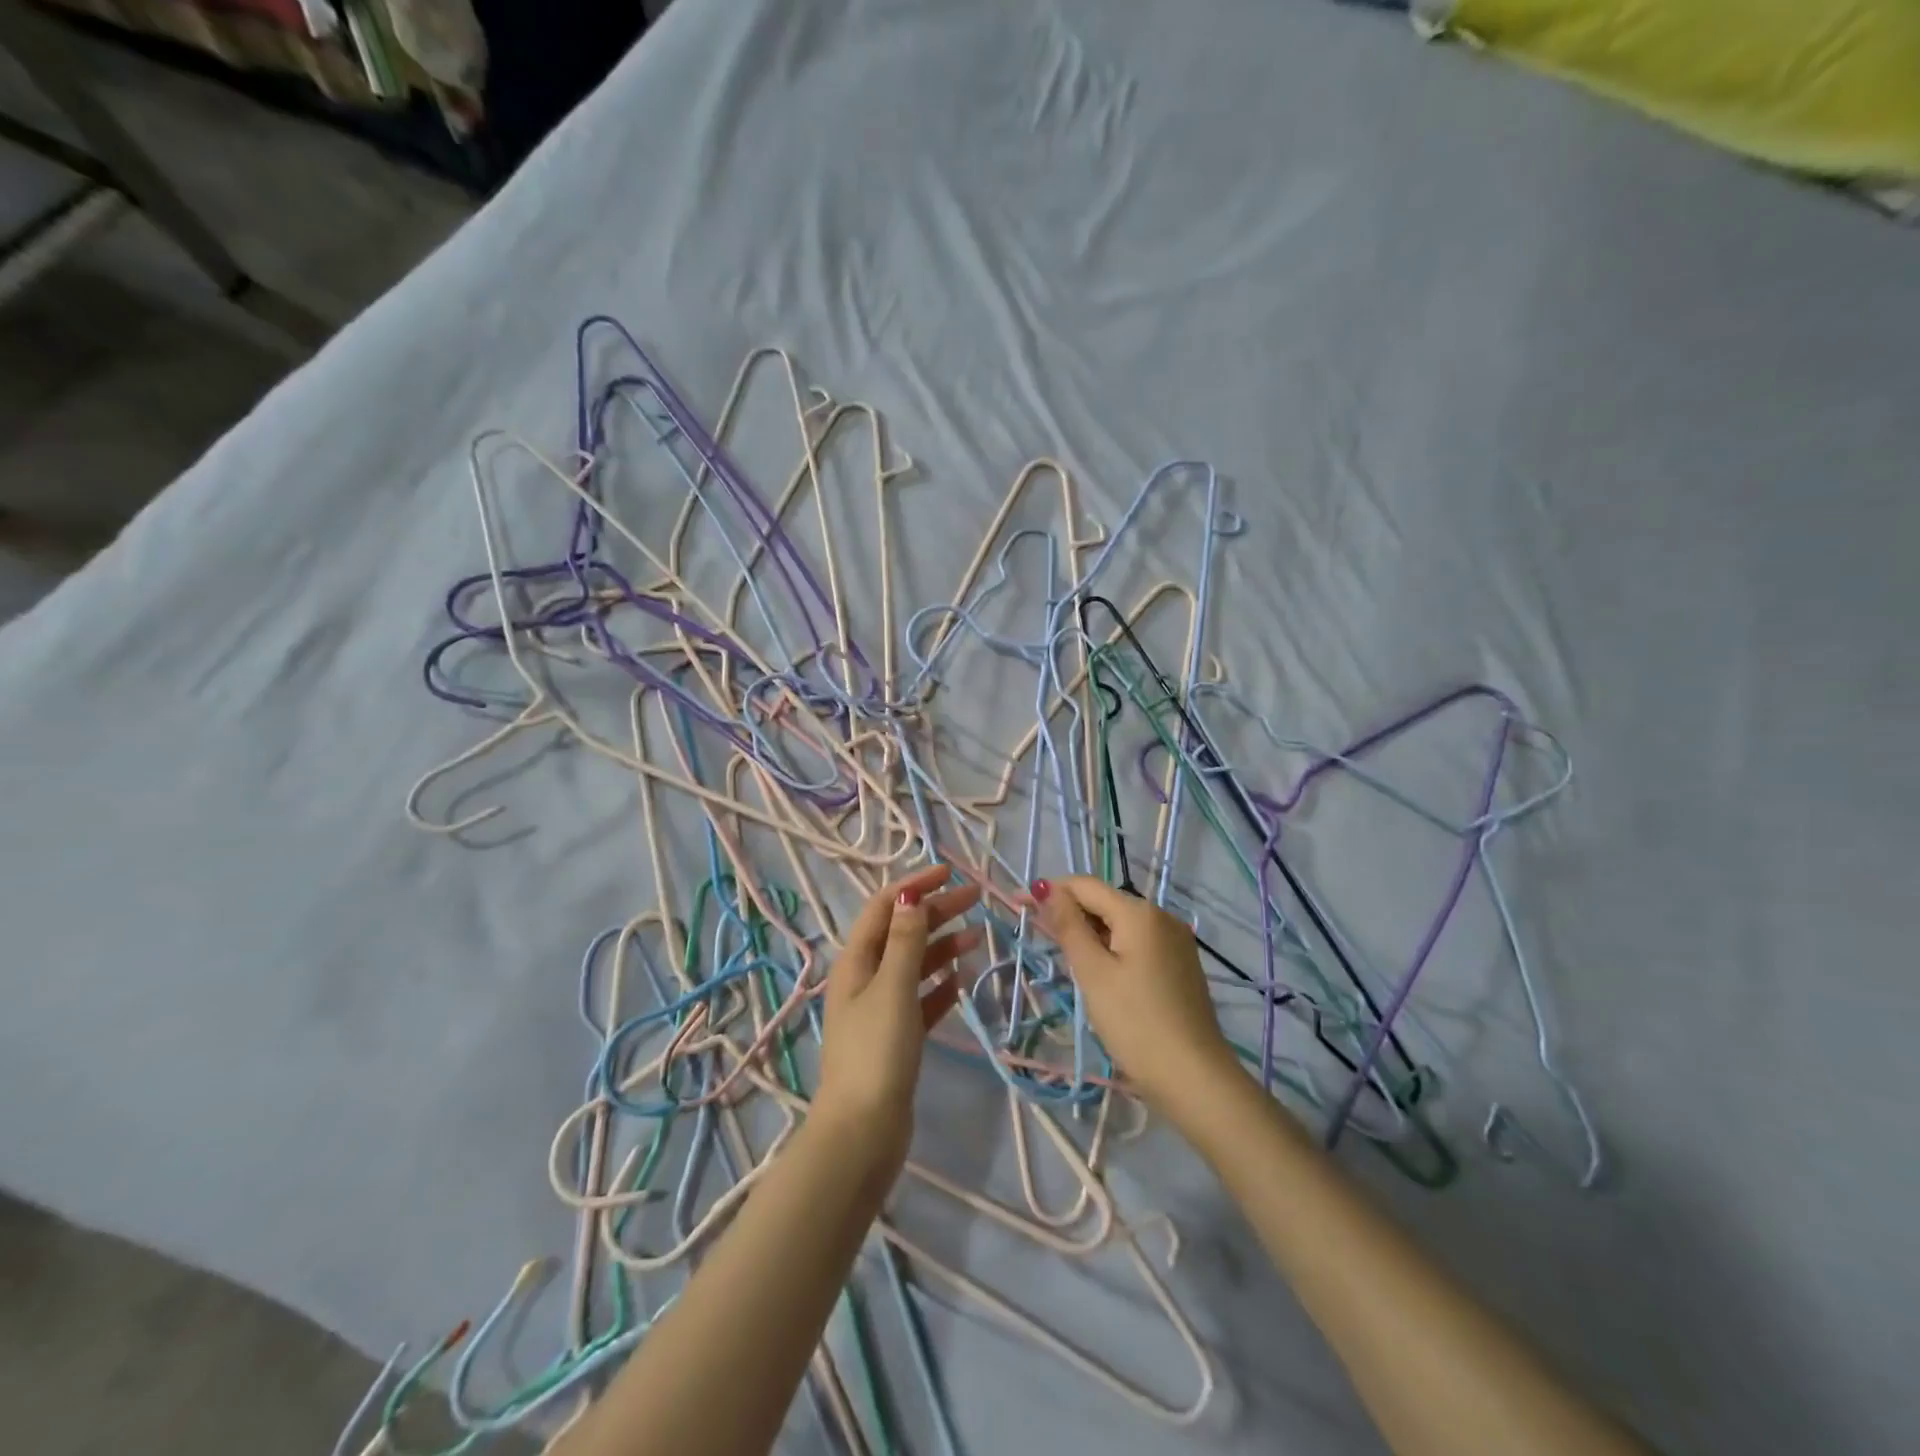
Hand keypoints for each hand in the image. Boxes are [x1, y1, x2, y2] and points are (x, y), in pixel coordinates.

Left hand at [814, 864, 982, 1169]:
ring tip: (978, 936)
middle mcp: (865, 978)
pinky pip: (921, 998)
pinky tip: (962, 980)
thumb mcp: (893, 987)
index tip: (951, 873)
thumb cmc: (877, 1051)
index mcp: (856, 961)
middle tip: (976, 898)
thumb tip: (911, 895)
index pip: (884, 907)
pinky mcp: (896, 1036)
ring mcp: (880, 1009)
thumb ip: (905, 940)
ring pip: (914, 964)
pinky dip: (940, 985)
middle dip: (935, 911)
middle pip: (902, 932)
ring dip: (942, 946)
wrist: (863, 1131)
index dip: (915, 885)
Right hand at [1028, 875, 1237, 1114]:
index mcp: (1139, 912)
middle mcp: (1162, 916)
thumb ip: (1069, 926)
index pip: (1085, 886)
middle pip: (1105, 902)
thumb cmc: (1135, 1023)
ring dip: (1090, 933)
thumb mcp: (1093, 973)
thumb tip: (1047, 888)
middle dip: (1070, 913)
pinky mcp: (1180, 964)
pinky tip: (1100, 973)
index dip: (1049, 890)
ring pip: (1121, 924)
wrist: (1194, 1078)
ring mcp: (1176, 940)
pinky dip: (1113, 948)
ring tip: (1066, 959)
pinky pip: (1137, 943)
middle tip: (1039, 939)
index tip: (1018, 904)